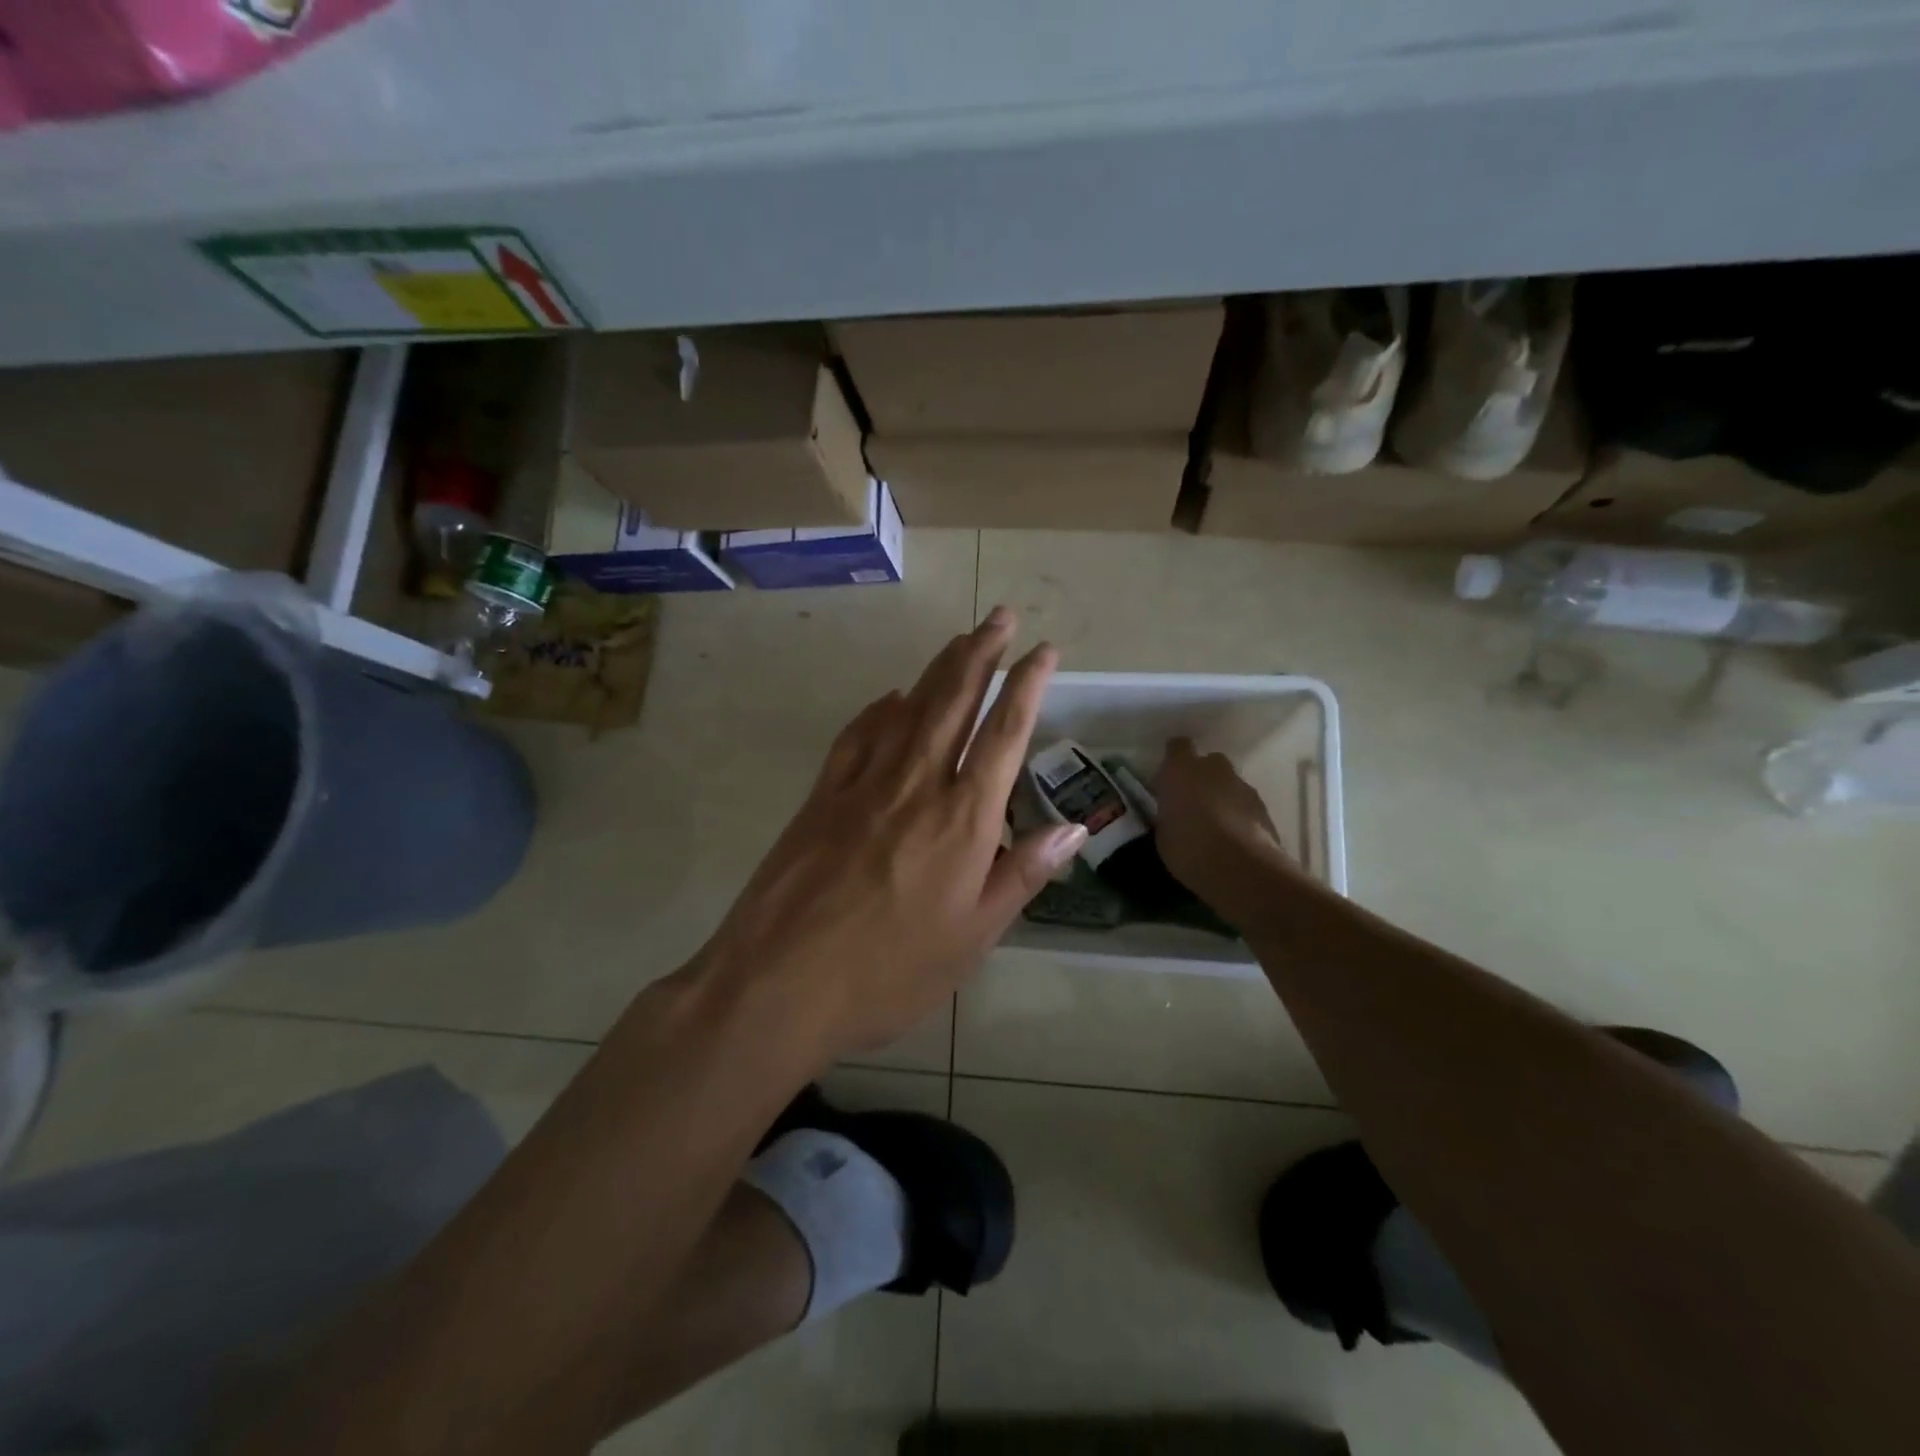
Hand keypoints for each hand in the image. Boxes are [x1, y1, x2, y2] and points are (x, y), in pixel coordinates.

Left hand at [699, 608, 1086, 1060]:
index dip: (1027, 685)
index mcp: (962, 819)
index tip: (1045, 650)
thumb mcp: (973, 936)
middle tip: (999, 615)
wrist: (779, 983)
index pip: (1004, 733)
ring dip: (938, 667)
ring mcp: (863, 783)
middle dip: (981, 652)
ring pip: (909, 707)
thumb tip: (1075, 826)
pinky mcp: (822, 794)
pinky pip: (858, 735)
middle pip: (954, 701)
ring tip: (961, 639)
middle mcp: (916, 784)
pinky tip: (890, 696)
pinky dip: (880, 708)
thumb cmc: (889, 972)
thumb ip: (1023, 873)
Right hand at [1153, 738, 1297, 919]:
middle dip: (1201, 777)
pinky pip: (1244, 803)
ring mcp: (1242, 785)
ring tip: (1214, 826)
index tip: (1168, 779)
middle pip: (1208, 762)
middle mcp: (1213, 769)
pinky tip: (1233, 838)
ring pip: (1229, 783)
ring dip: (1221, 796)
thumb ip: (1168, 814)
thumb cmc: (1187, 848)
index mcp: (1180, 770)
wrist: (1240, 867)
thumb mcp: (1162, 833)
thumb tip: (1173, 814)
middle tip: (1191, 802)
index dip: (1173, 759)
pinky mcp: (1263, 806)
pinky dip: (1239, 814)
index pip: (1177, 747)